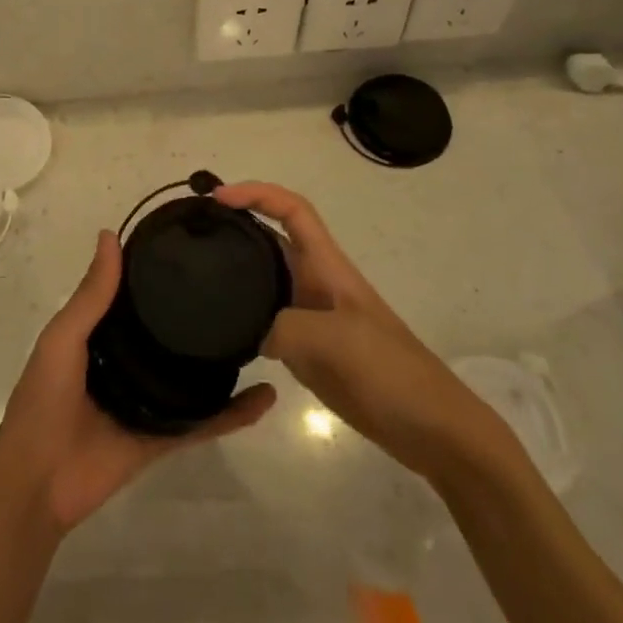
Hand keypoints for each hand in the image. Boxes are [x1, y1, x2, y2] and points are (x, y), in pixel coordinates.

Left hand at [0, 230, 276, 535]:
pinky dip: (235, 413)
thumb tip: (110, 234)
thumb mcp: (63, 337)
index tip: (194, 247)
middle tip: (238, 284)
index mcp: (101, 336)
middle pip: (168, 333)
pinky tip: (266, 396)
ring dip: (221, 359)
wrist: (39, 479)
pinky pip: (205, 421)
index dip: (158, 273)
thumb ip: (91, 294)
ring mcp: (149, 401)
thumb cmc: (45, 398)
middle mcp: (128, 362)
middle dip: (196, 313)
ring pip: (193, 375)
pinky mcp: (166, 436)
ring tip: (261, 330)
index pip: (135, 297)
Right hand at [216, 182, 502, 480]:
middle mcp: (315, 283)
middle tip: (190, 234)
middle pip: (271, 240)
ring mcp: (311, 317)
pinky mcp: (308, 349)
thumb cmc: (388, 370)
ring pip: (265, 281)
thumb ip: (280, 327)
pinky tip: (218, 330)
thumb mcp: (331, 340)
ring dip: (235, 273)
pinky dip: (242, 317)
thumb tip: (243, 331)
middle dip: (235, 227)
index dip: (256, 193)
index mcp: (327, 266)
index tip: (217, 198)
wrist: (431, 428)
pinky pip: (266, 321)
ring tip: (192, 277)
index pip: (291, 210)